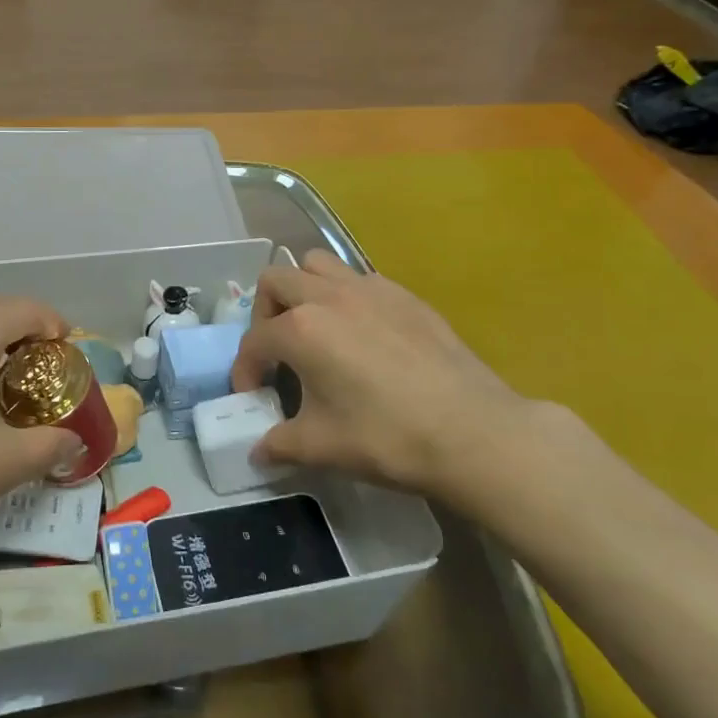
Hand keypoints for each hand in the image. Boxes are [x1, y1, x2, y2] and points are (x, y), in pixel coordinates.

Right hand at [231, 249, 563, 511]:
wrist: (472, 432)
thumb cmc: (387, 437)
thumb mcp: (322, 446)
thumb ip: (280, 443)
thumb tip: (259, 451)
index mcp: (301, 329)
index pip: (254, 341)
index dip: (245, 369)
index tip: (253, 395)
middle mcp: (329, 296)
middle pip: (276, 280)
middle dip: (264, 313)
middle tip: (278, 351)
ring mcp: (370, 289)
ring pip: (318, 265)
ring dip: (303, 290)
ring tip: (315, 329)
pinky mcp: (405, 295)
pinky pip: (359, 279)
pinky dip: (345, 297)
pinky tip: (362, 336)